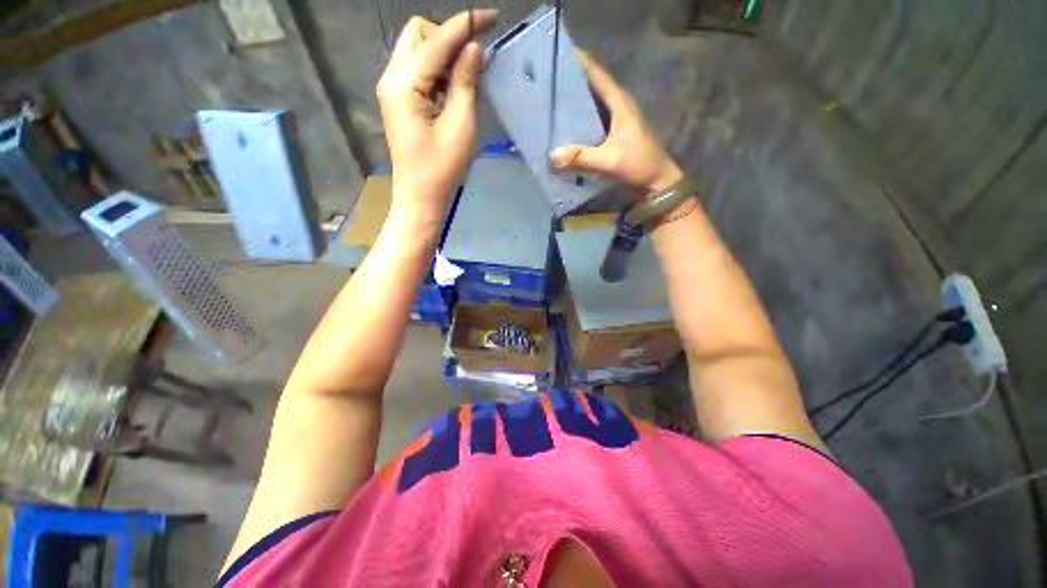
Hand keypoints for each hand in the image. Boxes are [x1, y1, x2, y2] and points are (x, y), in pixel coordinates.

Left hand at [377, 9, 495, 219]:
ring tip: (467, 76)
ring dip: (443, 53)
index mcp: (405, 83)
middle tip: (474, 59)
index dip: (465, 25)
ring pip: (417, 50)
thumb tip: (474, 48)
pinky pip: (417, 70)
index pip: (437, 40)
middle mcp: (392, 77)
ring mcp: (392, 89)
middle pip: (419, 33)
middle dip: (449, 36)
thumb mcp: (461, 127)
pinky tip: (453, 87)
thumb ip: (466, 83)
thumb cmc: (442, 169)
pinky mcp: (398, 101)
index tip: (490, 17)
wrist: (420, 197)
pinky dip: (437, 70)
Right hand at [549, 52, 683, 195]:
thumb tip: (551, 156)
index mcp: (620, 103)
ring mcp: (619, 118)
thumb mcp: (609, 161)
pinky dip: (581, 119)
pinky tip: (568, 127)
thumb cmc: (638, 164)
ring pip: (594, 102)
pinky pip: (595, 118)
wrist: (657, 180)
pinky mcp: (616, 132)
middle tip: (548, 83)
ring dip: (576, 101)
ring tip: (553, 103)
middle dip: (572, 82)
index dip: (579, 63)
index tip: (557, 58)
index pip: (597, 75)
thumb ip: (581, 158)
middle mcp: (619, 105)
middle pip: (594, 85)